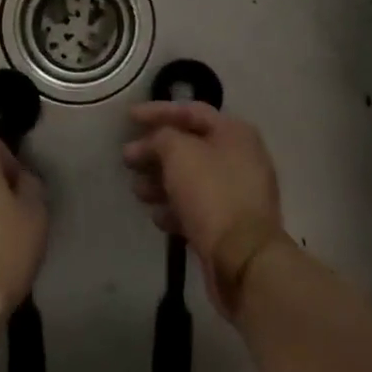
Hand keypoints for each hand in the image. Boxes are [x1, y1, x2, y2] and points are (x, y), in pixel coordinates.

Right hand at [123, 102, 284, 314]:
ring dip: (160, 181)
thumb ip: (160, 137)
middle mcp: (239, 158)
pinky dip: (174, 208)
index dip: (158, 111)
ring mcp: (236, 194)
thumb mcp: (178, 153)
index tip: (129, 118)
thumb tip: (152, 142)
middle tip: (127, 158)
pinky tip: (156, 216)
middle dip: (155, 151)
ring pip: (190, 179)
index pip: (191, 111)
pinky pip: (196, 207)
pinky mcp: (229, 225)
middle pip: (189, 146)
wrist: (243, 259)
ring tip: (137, 190)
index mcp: (234, 133)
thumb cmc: (211, 193)